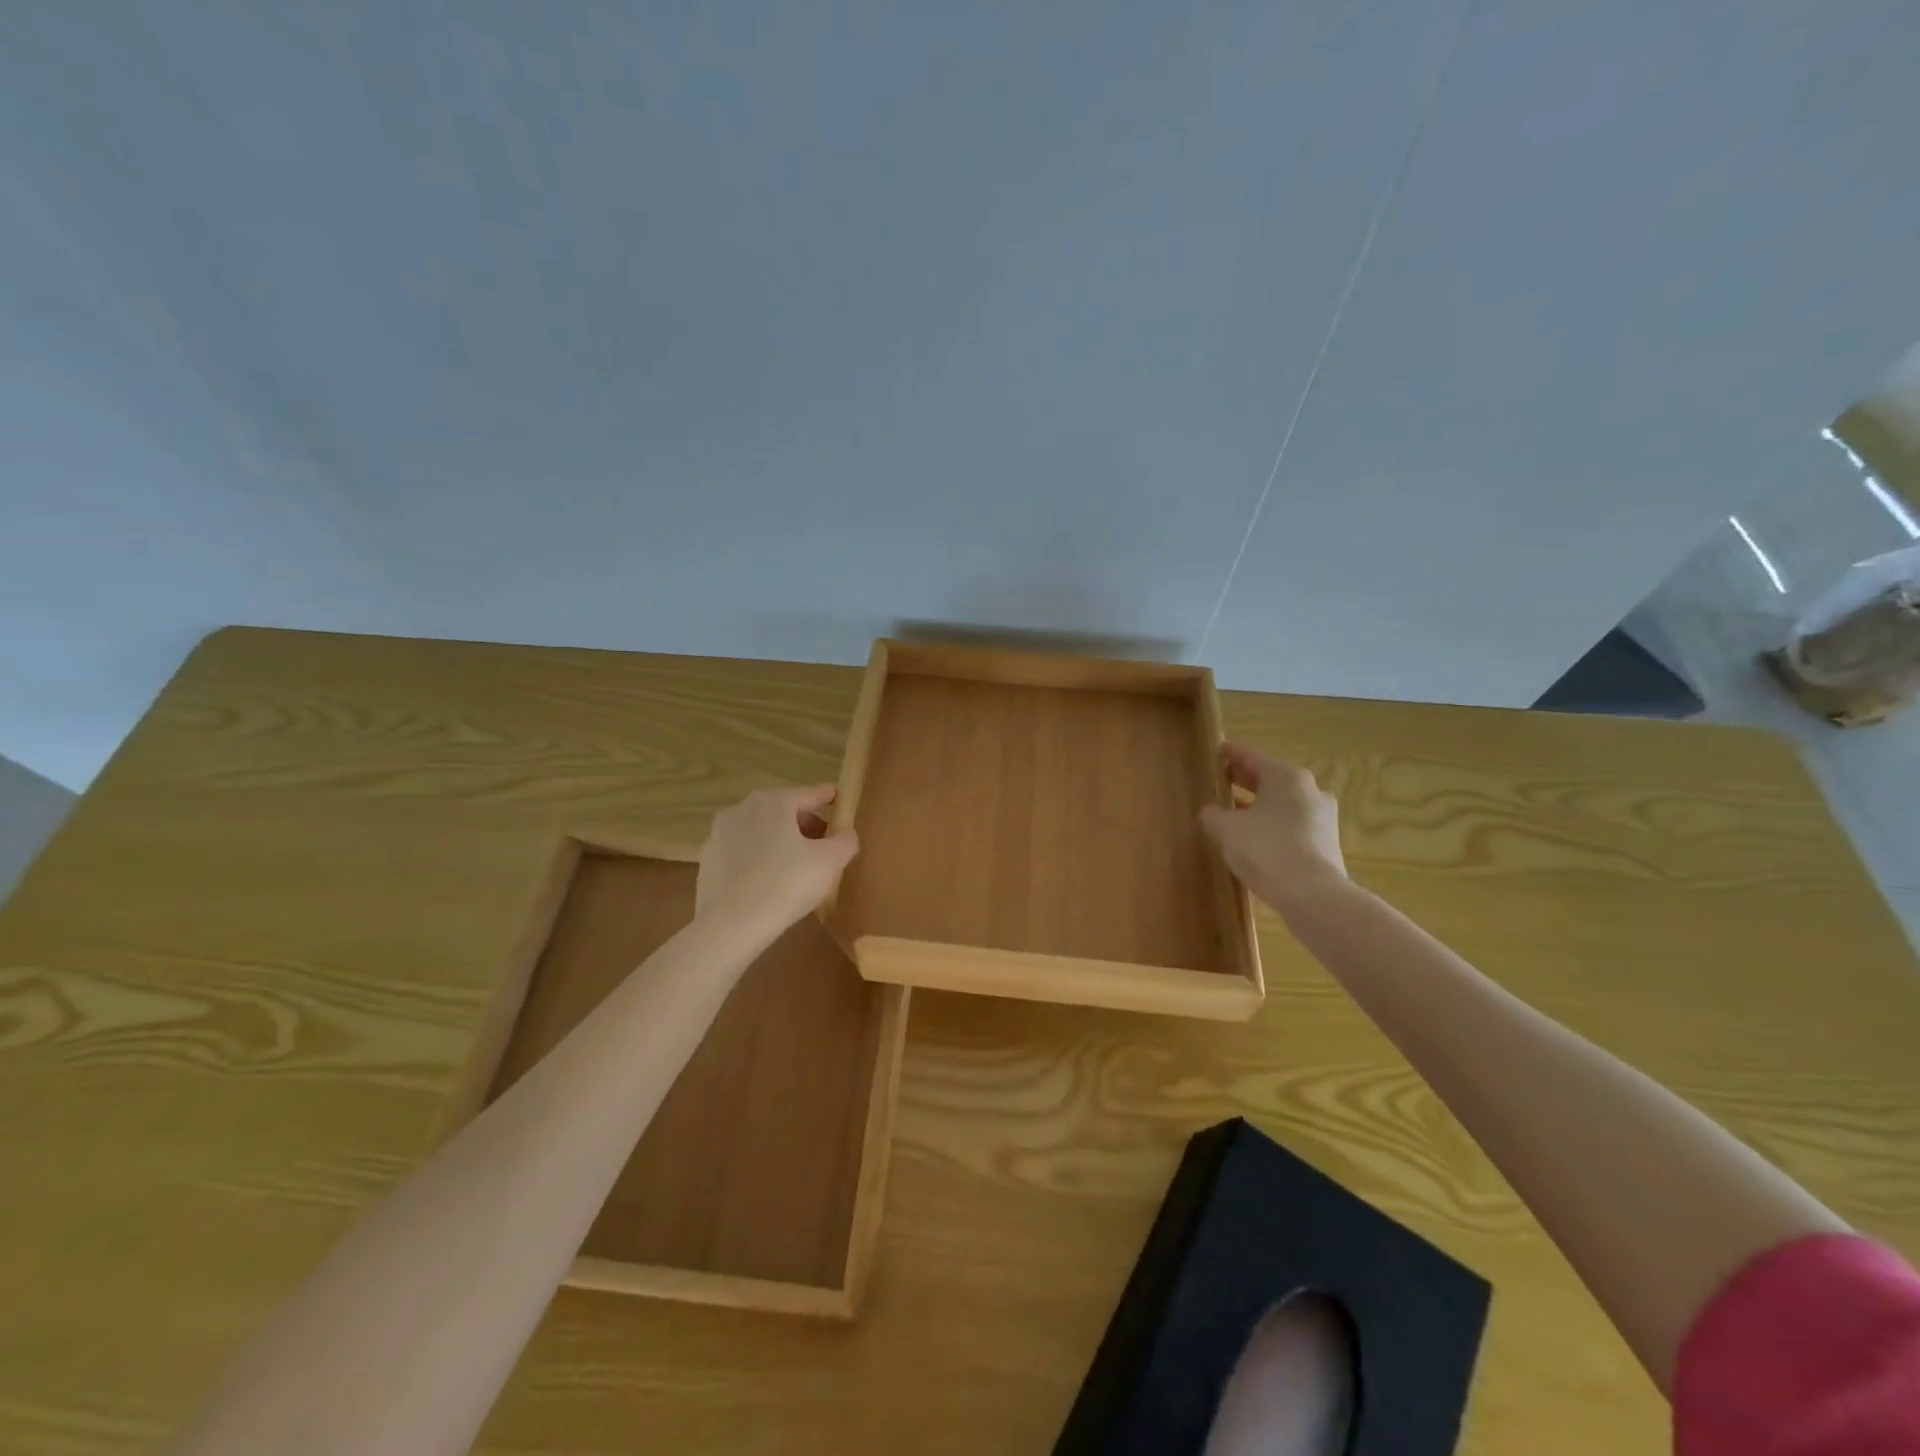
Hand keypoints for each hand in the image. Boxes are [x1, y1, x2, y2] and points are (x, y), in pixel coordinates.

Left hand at [696, 785, 859, 931]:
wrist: (731, 925)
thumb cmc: (787, 883)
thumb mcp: (831, 861)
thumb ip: (845, 841)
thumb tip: (844, 834)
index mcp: (774, 802)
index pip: (809, 794)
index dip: (828, 797)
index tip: (839, 799)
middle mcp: (742, 809)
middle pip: (783, 811)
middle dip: (805, 824)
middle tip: (823, 844)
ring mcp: (719, 835)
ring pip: (760, 832)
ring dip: (780, 841)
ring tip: (797, 865)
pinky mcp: (707, 862)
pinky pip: (742, 854)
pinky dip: (758, 860)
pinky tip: (769, 882)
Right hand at [1199, 743, 1346, 913]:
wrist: (1313, 896)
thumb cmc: (1266, 850)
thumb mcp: (1226, 830)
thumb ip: (1213, 815)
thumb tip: (1210, 812)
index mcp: (1286, 777)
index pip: (1252, 756)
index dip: (1231, 754)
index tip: (1217, 751)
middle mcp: (1309, 790)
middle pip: (1270, 778)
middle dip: (1245, 779)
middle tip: (1222, 779)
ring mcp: (1322, 817)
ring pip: (1283, 802)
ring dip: (1259, 803)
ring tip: (1234, 810)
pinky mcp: (1326, 842)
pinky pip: (1292, 823)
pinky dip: (1272, 823)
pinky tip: (1254, 836)